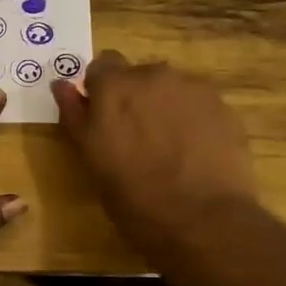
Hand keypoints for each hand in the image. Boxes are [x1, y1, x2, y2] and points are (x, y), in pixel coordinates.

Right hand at [51, 53, 258, 258]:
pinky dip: (191, 120)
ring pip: (170, 89)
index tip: (101, 116)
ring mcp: (193, 89)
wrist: (202, 220)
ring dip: (163, 108)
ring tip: (167, 148)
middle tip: (134, 138)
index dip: (99, 90)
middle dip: (133, 98)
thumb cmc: (132, 195)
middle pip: (138, 75)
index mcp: (114, 87)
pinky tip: (193, 153)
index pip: (101, 66)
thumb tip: (62, 85)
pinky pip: (198, 105)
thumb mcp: (91, 157)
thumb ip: (76, 115)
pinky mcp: (223, 107)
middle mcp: (154, 76)